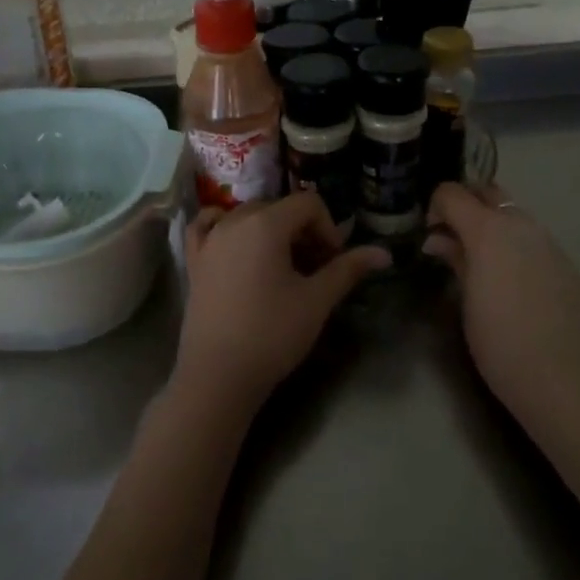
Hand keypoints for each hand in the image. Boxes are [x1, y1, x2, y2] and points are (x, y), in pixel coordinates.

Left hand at [175, 193, 390, 417]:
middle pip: (279, 208)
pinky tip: (236, 245)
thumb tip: (384, 253)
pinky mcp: (194, 260)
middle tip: (313, 268)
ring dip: (270, 231)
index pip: (308, 203)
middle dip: (302, 231)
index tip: (333, 261)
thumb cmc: (272, 334)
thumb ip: (348, 269)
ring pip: (247, 216)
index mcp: (266, 223)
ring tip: (281, 266)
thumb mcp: (317, 300)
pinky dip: (225, 227)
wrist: (218, 375)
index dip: (328, 228)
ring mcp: (209, 239)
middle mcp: (234, 220)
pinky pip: (208, 226)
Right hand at [424, 183, 579, 420]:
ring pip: (512, 213)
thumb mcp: (467, 302)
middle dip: (465, 204)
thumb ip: (455, 260)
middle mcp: (521, 224)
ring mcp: (548, 241)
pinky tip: (510, 280)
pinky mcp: (566, 262)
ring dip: (491, 223)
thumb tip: (437, 239)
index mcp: (489, 230)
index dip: (435, 206)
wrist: (567, 380)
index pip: (453, 193)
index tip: (428, 233)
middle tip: (450, 236)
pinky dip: (513, 243)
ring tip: (477, 260)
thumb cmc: (502, 343)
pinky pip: (532, 237)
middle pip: (487, 192)